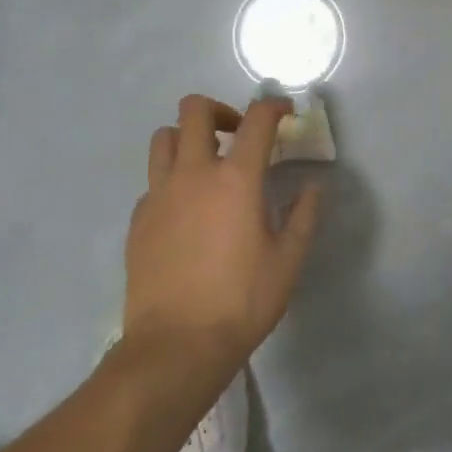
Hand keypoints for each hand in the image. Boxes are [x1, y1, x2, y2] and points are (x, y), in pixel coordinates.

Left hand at [125, 96, 322, 376]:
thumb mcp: (288, 260)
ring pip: (164, 138)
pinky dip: (172, 179)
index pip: (257, 120)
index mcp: (236, 179)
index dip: (274, 107)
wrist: (176, 345)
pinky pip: (153, 180)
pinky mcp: (138, 219)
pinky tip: (186, 210)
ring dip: (188, 138)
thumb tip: (313, 187)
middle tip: (238, 134)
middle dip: (220, 110)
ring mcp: (159, 194)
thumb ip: (304, 216)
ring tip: (207, 163)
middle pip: (194, 110)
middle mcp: (193, 174)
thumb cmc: (241, 301)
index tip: (285, 113)